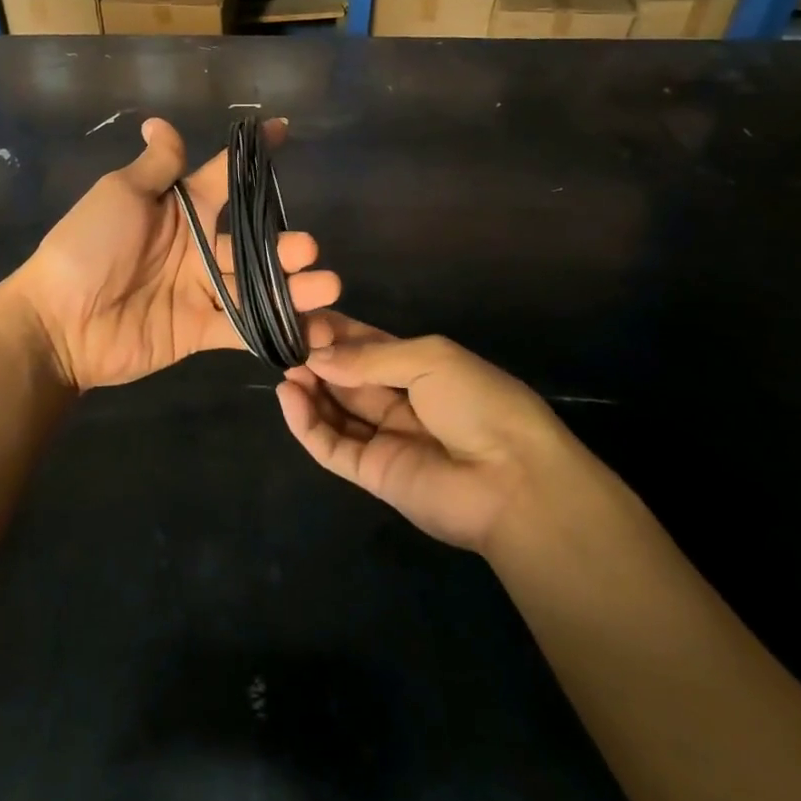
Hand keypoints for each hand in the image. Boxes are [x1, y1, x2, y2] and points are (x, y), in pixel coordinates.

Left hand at [10, 118, 340, 392]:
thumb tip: (160, 121)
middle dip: (286, 244)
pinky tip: (314, 330)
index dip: (253, 155)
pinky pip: (244, 328)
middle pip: (254, 240)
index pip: (225, 175)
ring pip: (258, 284)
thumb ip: (155, 167)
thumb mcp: (120, 196)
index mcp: (181, 208)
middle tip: (308, 249)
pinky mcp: (200, 329)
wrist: (59, 322)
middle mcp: (198, 246)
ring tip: (325, 287)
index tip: (283, 129)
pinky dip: (277, 329)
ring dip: (294, 286)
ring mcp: (201, 289)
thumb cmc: (87, 247)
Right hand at [275, 314, 568, 553]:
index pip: (366, 346)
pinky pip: (331, 445)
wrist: (515, 481)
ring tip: (286, 369)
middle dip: (317, 358)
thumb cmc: (479, 403)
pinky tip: (289, 396)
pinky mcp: (373, 474)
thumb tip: (317, 356)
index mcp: (419, 367)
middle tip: (285, 342)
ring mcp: (385, 438)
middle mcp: (398, 400)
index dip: (336, 334)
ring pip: (335, 410)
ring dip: (309, 389)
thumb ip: (369, 358)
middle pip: (347, 376)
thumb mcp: (429, 359)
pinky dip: (306, 423)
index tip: (302, 319)